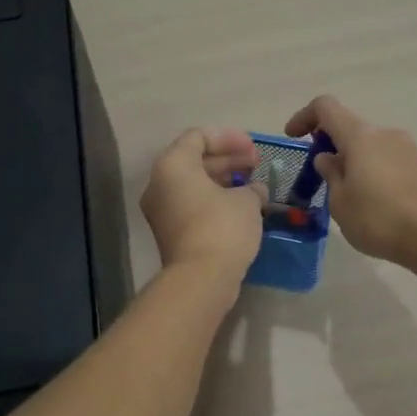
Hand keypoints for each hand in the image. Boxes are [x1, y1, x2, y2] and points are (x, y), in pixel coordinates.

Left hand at [140, 127, 265, 283]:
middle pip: (194, 159)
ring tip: (252, 185)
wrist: (201, 278)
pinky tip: (240, 206)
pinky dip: (214, 199)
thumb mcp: (246, 201)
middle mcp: (160, 183)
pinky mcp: (169, 232)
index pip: (199, 137)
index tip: (254, 149)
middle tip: (256, 164)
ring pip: (193, 184)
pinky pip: (192, 204)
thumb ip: (251, 188)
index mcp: (173, 165)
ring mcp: (161, 210)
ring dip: (223, 180)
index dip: (229, 138)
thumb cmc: (222, 227)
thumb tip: (254, 191)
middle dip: (227, 159)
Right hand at [284, 96, 416, 263]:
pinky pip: (383, 157)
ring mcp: (404, 147)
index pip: (326, 107)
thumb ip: (330, 173)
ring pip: (367, 143)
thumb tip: (327, 157)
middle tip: (317, 174)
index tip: (292, 137)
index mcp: (360, 135)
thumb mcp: (340, 201)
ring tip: (342, 191)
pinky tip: (367, 198)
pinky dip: (367, 167)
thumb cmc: (377, 218)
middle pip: (348, 125)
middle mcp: (383, 133)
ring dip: (349, 157)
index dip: (304, 117)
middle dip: (328, 143)